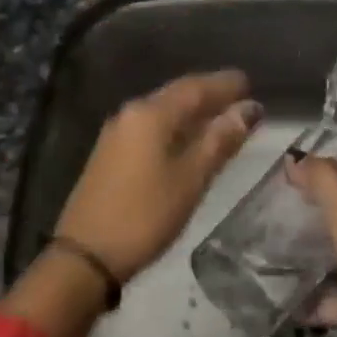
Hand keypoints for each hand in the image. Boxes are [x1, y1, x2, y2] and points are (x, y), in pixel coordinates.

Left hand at [56, 69, 261, 280]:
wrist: (86, 255)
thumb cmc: (145, 215)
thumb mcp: (191, 179)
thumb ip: (220, 141)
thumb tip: (249, 109)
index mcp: (151, 114)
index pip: (195, 87)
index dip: (225, 84)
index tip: (250, 82)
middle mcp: (131, 113)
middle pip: (177, 94)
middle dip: (209, 94)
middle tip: (241, 96)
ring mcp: (117, 132)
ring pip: (163, 110)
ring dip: (192, 110)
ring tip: (222, 115)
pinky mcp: (110, 152)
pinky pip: (150, 127)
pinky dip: (175, 126)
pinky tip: (189, 138)